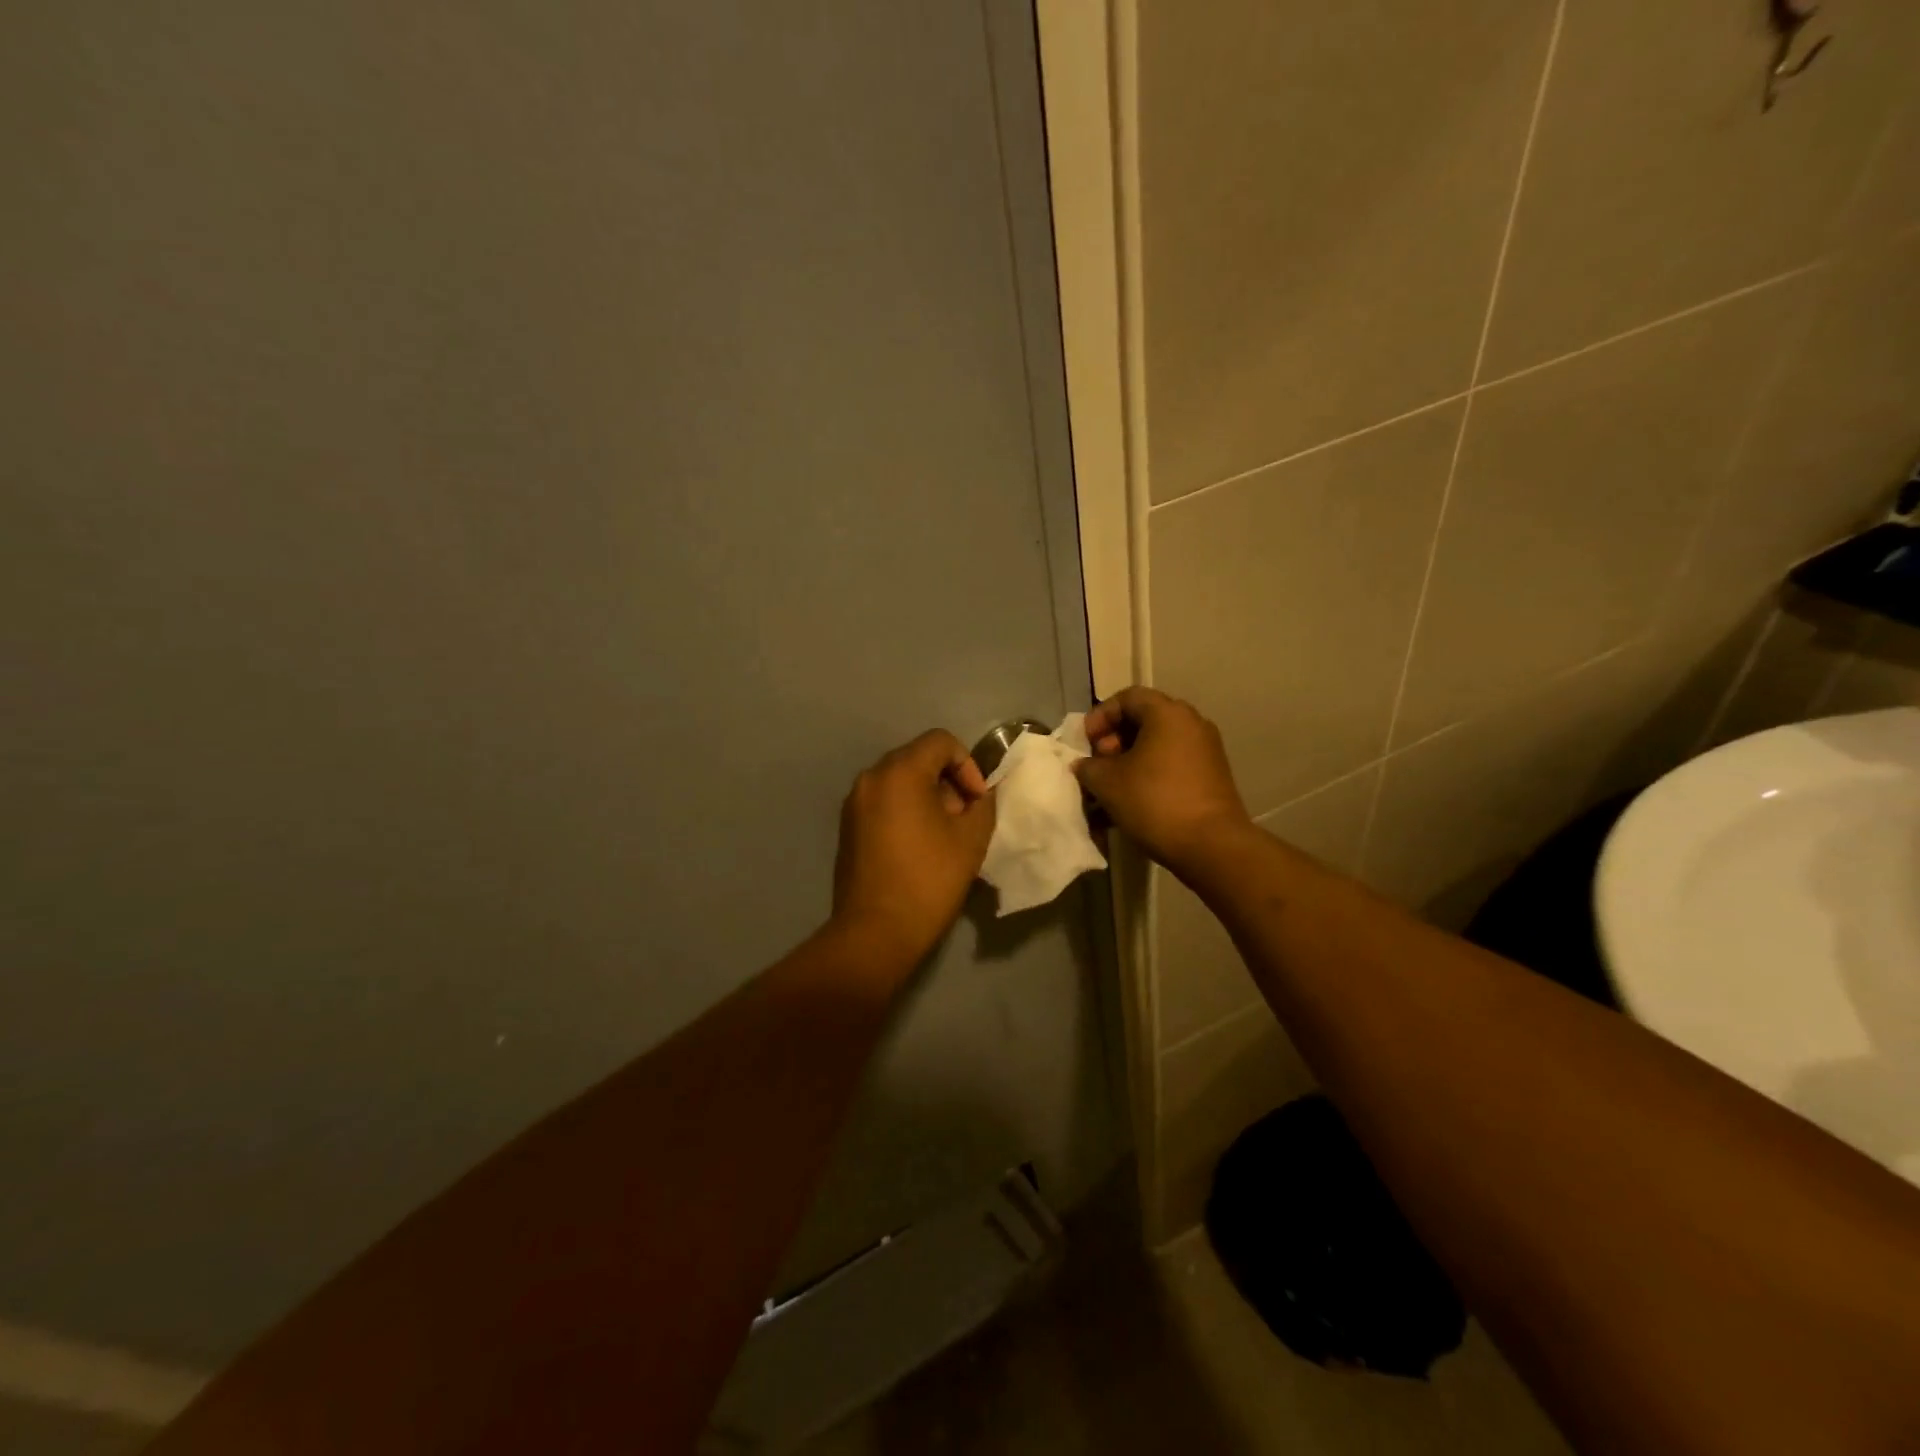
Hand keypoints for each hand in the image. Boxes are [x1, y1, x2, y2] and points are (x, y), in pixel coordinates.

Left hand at [831, 730, 996, 967]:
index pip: (940, 741)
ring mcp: (854, 803)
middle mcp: (871, 778)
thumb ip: (982, 804)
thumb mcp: (971, 839)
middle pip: (918, 758)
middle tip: (964, 817)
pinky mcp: (847, 826)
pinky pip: (883, 801)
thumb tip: (979, 795)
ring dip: (927, 795)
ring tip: (944, 833)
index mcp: (899, 772)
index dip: (967, 765)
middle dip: (948, 780)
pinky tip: (919, 845)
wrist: (875, 932)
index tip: (977, 801)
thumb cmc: (928, 880)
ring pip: (899, 780)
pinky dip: (905, 809)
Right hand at [1074, 687, 1251, 874]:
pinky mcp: (1211, 776)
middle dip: (1113, 741)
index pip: (1127, 697)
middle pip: (1143, 720)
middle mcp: (1191, 723)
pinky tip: (1130, 803)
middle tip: (1098, 766)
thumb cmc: (1154, 802)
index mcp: (1168, 713)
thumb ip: (1088, 766)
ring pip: (1156, 746)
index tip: (1085, 743)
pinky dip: (1148, 776)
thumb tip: (1085, 765)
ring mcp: (1205, 751)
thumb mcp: (1107, 782)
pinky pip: (1171, 765)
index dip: (1099, 717)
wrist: (1211, 846)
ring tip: (1108, 790)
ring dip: (1128, 763)